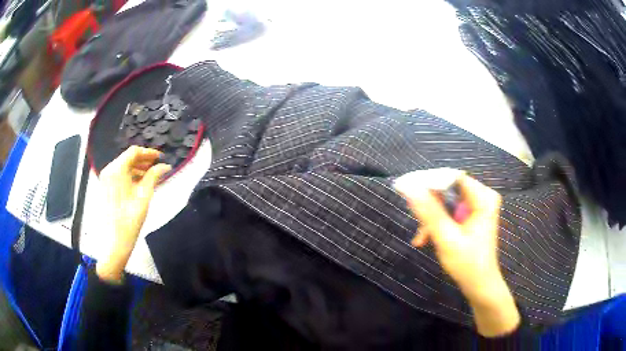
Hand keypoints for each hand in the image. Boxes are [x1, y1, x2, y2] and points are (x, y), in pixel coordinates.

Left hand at [96, 146, 170, 282]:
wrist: (113, 241)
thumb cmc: (130, 218)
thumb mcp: (144, 196)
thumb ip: (154, 177)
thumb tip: (165, 166)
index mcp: (117, 169)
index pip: (134, 152)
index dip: (149, 152)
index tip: (161, 157)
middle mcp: (109, 170)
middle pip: (128, 158)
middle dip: (143, 160)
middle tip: (158, 166)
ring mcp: (105, 179)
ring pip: (123, 166)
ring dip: (137, 168)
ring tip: (151, 175)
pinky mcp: (105, 187)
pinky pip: (119, 175)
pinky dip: (130, 175)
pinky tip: (139, 183)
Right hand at [394, 171, 519, 336]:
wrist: (480, 286)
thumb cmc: (468, 264)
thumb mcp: (447, 238)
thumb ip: (429, 212)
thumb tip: (409, 188)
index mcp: (483, 198)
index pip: (453, 177)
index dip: (430, 181)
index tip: (408, 191)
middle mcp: (482, 197)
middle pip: (448, 189)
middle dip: (430, 206)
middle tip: (415, 220)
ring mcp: (477, 207)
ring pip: (445, 201)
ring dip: (431, 218)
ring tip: (421, 237)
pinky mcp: (471, 216)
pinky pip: (449, 212)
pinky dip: (437, 224)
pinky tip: (425, 239)